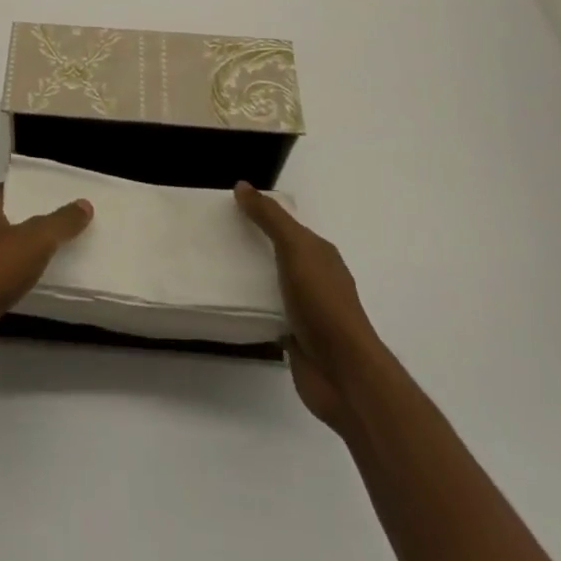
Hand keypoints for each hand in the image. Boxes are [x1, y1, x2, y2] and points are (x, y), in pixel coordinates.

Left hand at [0, 184, 92, 372]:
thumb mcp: (36, 240)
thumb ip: (61, 222)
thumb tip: (84, 204)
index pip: (8, 190)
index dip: (31, 192)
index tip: (58, 198)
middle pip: (3, 220)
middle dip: (28, 223)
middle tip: (62, 228)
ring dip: (18, 256)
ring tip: (52, 258)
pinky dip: (9, 282)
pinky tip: (30, 289)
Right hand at [235, 182, 381, 435]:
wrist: (343, 374)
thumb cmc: (323, 303)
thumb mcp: (296, 249)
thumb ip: (270, 218)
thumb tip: (243, 186)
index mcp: (320, 254)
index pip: (288, 226)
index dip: (263, 214)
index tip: (230, 209)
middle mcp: (316, 278)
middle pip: (280, 253)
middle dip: (254, 245)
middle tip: (217, 237)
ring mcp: (307, 311)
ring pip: (273, 285)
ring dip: (251, 278)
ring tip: (216, 268)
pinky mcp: (295, 338)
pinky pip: (268, 314)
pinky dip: (253, 308)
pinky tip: (232, 303)